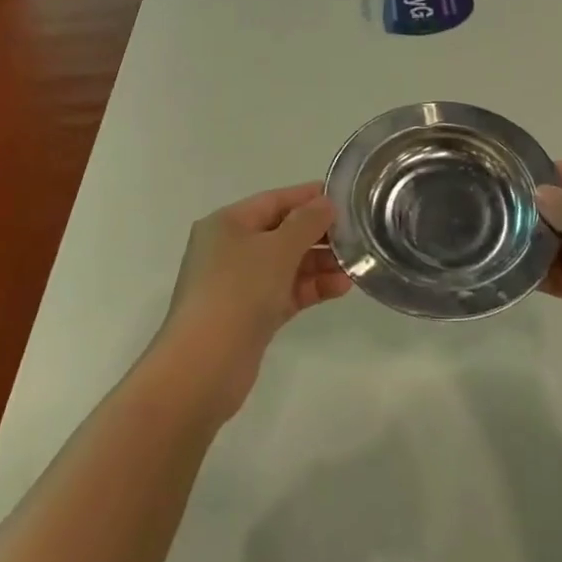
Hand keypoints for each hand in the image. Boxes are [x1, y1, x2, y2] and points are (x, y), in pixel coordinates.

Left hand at [152, 182, 349, 419]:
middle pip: (281, 232)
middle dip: (318, 233)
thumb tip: (325, 203)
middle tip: (357, 235)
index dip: (308, 197)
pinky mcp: (249, 315)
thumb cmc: (238, 291)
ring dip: (319, 263)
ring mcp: (239, 284)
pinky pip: (285, 291)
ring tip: (356, 264)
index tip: (344, 197)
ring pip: (286, 264)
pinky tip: (341, 287)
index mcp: (227, 223)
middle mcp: (229, 249)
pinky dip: (310, 287)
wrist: (205, 365)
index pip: (274, 200)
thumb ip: (306, 222)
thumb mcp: (277, 248)